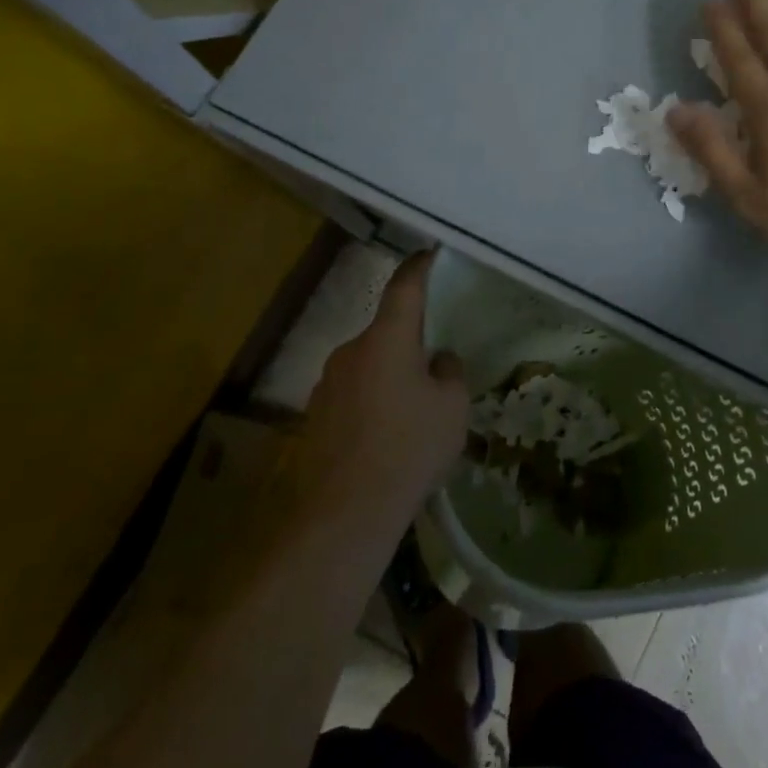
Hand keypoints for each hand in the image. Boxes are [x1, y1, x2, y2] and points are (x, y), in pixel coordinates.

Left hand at [294, 252, 469, 529]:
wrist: (345, 514)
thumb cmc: (409, 449)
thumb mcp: (452, 408)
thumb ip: (449, 372)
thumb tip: (438, 360)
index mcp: (387, 339)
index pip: (405, 286)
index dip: (420, 266)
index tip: (430, 254)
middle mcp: (352, 350)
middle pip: (386, 331)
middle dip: (410, 343)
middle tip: (435, 371)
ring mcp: (327, 383)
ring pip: (369, 364)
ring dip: (389, 375)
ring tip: (412, 414)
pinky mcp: (315, 415)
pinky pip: (353, 393)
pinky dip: (371, 401)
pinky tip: (385, 437)